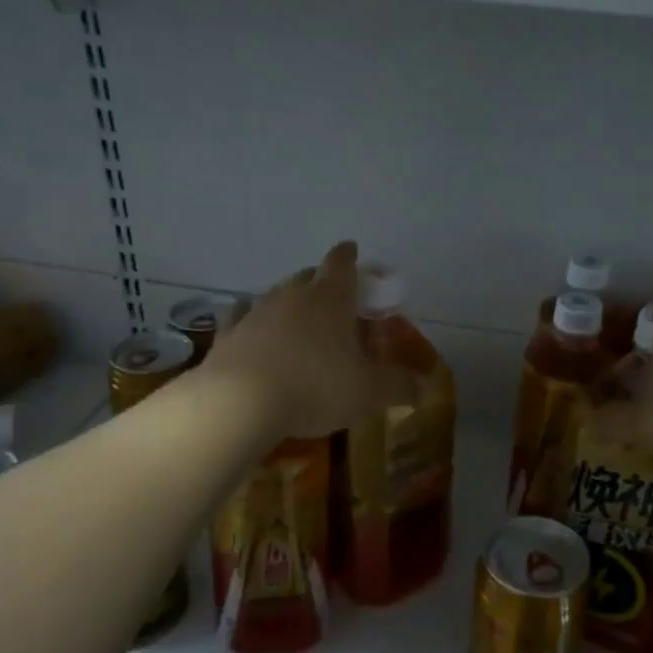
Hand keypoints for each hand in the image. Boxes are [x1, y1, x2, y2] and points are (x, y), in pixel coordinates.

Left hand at [205, 241, 385, 439]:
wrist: (241, 403)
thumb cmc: (317, 387)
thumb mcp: (369, 392)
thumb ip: (399, 386)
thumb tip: (424, 386)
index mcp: (332, 298)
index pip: (342, 263)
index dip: (349, 255)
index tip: (352, 249)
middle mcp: (293, 295)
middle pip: (308, 276)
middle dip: (321, 281)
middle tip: (333, 299)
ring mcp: (257, 312)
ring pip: (276, 295)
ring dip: (288, 302)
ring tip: (297, 319)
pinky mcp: (228, 334)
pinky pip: (240, 317)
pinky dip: (250, 319)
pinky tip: (250, 326)